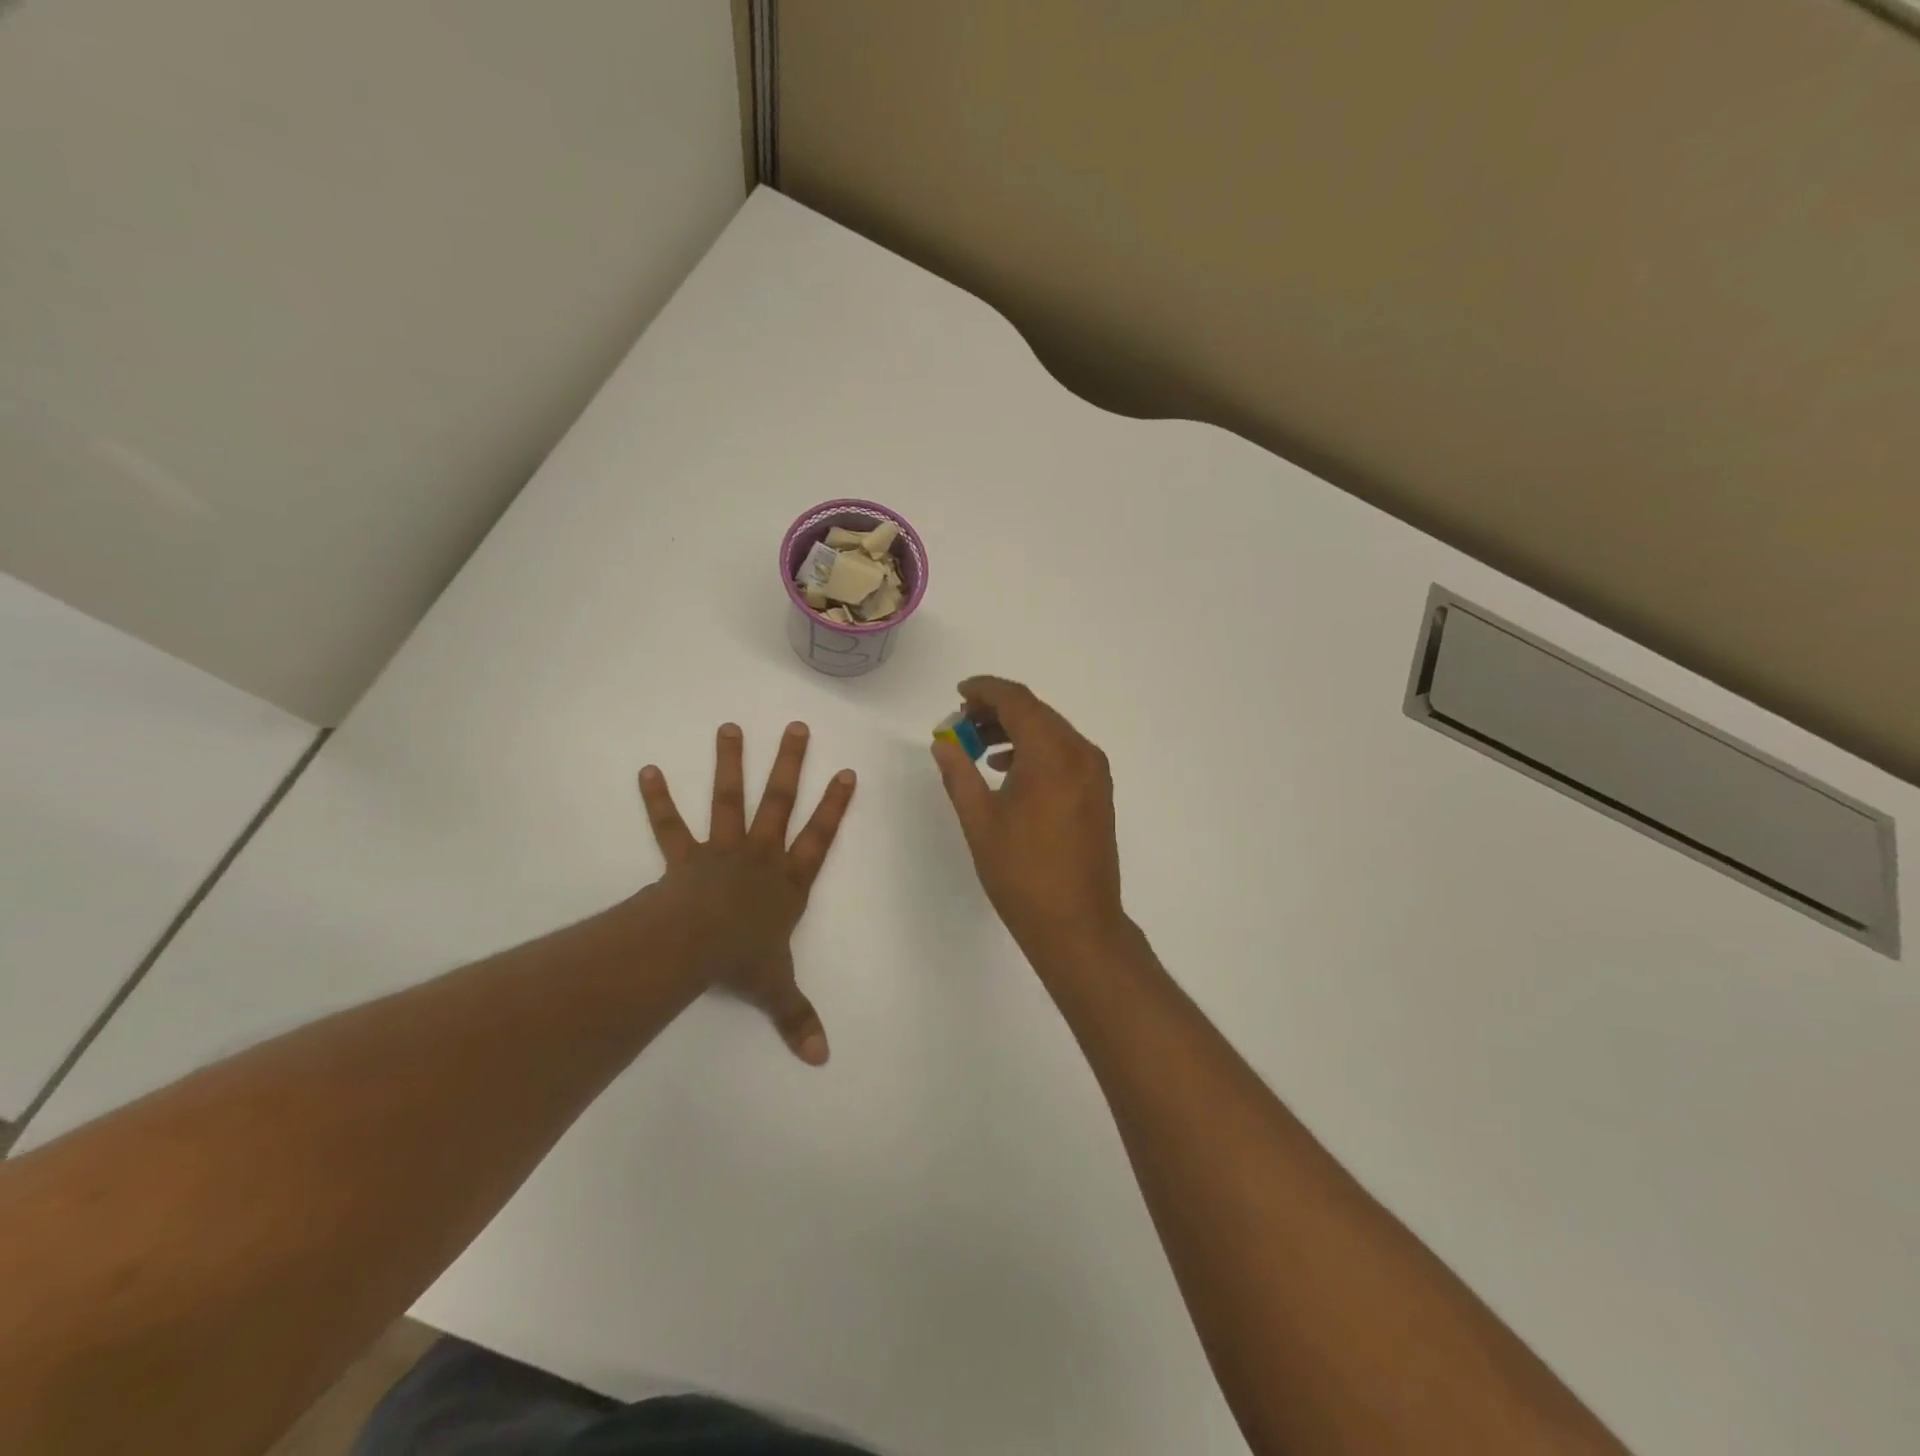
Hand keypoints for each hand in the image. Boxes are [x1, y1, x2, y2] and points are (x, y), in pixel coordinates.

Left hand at [637, 722, 855, 1064]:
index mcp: (788, 882)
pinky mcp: (685, 858)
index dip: (835, 806)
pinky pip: (671, 826)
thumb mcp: (777, 989)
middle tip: (796, 727)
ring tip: (729, 727)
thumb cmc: (742, 961)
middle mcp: (760, 856)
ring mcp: (722, 851)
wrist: (695, 947)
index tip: (847, 772)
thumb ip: (798, 1018)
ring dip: (730, 763)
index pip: (820, 838)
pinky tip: (646, 770)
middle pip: (780, 802)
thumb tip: (823, 1059)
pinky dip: (658, 799)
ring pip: (729, 799)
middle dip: (790, 764)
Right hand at [931, 677, 1126, 960]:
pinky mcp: (1098, 792)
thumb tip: (943, 742)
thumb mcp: (980, 821)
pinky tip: (1008, 769)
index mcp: (1052, 754)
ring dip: (1015, 730)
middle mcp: (1081, 753)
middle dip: (996, 711)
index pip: (1017, 701)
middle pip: (1036, 712)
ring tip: (977, 746)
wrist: (1077, 924)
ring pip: (1051, 732)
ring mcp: (1095, 773)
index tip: (958, 692)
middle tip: (960, 724)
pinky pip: (1064, 753)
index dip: (985, 690)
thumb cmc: (1022, 873)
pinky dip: (1035, 750)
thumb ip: (959, 773)